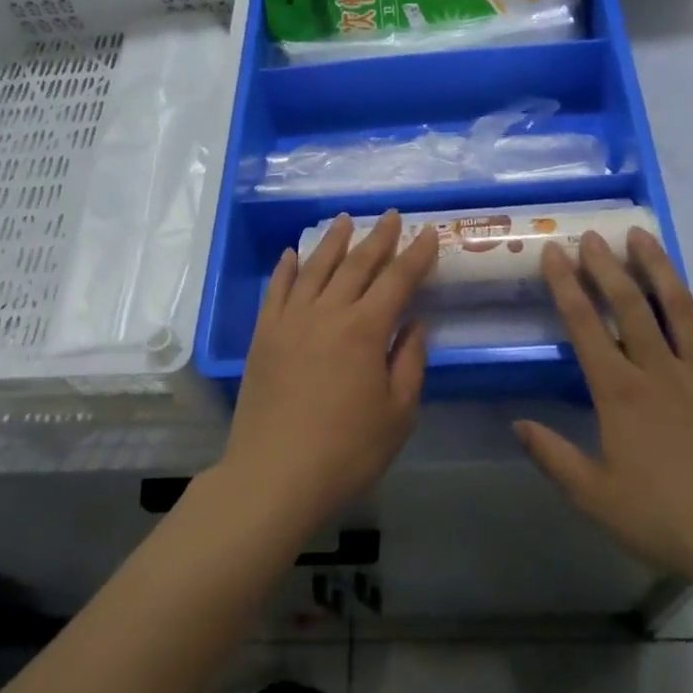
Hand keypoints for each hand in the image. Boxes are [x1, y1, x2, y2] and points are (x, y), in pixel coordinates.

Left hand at [223, 212, 438, 534]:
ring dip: (333, 242)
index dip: (416, 254)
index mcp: (365, 330)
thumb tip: (415, 323)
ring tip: (345, 221)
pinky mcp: (264, 335)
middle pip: (356, 265)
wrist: (274, 476)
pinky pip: (276, 290)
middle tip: (390, 216)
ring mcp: (290, 321)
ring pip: (315, 268)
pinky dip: (286, 268)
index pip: (397, 280)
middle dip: (377, 238)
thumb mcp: (398, 413)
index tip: (428, 232)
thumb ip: (409, 362)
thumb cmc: (347, 451)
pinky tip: (292, 253)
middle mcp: (327, 313)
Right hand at [516, 228, 692, 587]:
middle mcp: (661, 371)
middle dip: (608, 266)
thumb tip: (517, 424)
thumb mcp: (595, 495)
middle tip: (594, 235)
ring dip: (662, 270)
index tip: (553, 252)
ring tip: (646, 237)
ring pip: (682, 310)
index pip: (584, 326)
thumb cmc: (665, 518)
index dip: (565, 286)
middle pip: (631, 305)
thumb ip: (553, 456)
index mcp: (620, 392)